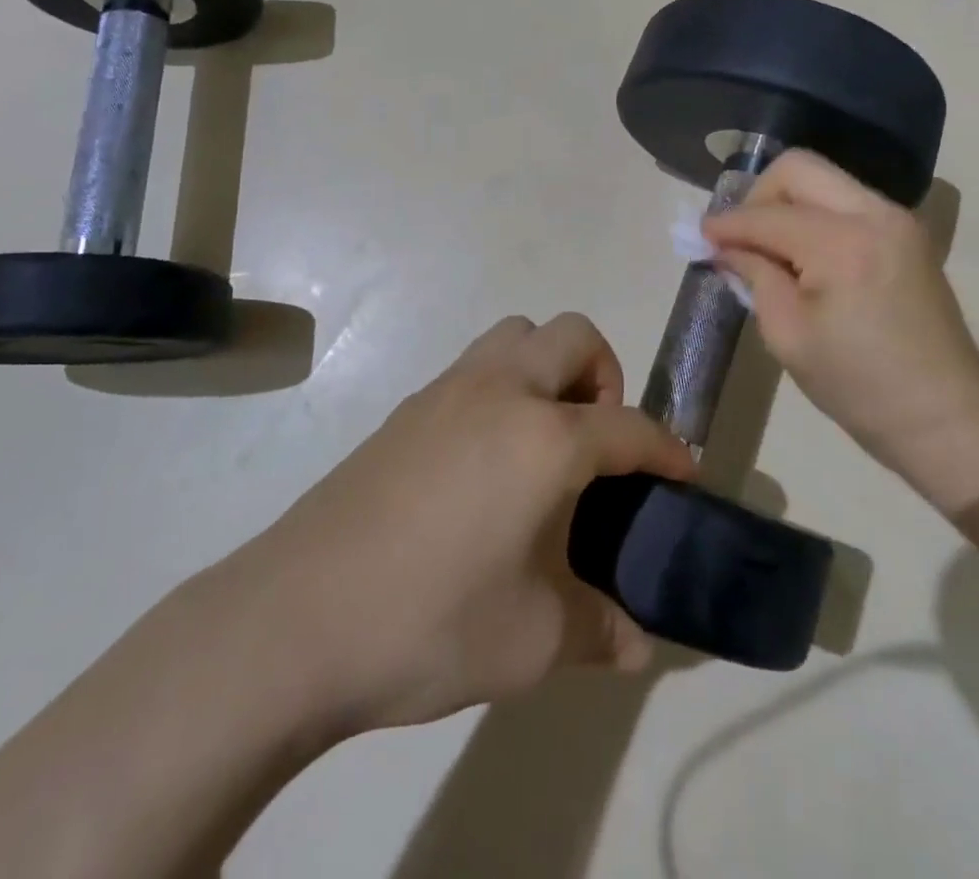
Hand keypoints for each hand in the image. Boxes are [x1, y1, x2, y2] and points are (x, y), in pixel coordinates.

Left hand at [199, 314, 693, 735]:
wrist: (294, 618)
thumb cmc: (429, 622)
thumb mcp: (531, 641)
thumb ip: (598, 630)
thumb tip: (638, 642)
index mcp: (545, 437)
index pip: (629, 426)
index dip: (666, 449)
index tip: (684, 472)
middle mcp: (502, 391)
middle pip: (574, 336)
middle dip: (606, 376)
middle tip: (599, 443)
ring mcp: (448, 390)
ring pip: (518, 335)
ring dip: (549, 367)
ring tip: (545, 439)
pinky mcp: (407, 407)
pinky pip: (476, 365)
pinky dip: (503, 385)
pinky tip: (486, 459)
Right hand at [705, 151, 978, 513]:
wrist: (945, 414)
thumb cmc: (858, 386)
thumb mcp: (788, 336)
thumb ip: (754, 276)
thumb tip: (724, 247)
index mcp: (843, 244)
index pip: (767, 215)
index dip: (726, 225)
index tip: (699, 236)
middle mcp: (874, 213)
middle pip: (798, 167)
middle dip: (758, 195)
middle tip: (740, 236)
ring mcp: (896, 218)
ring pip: (824, 179)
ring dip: (787, 203)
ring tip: (767, 246)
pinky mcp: (905, 231)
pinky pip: (845, 200)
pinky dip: (814, 214)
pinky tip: (801, 252)